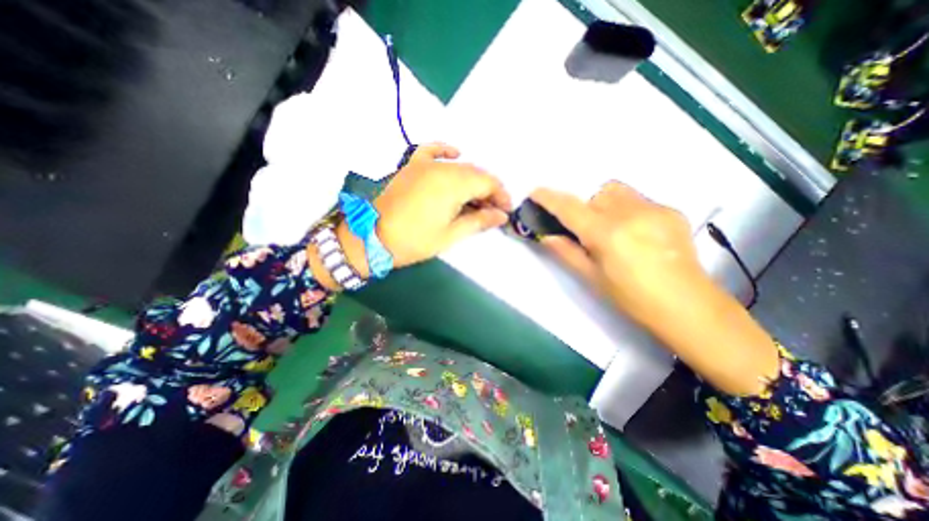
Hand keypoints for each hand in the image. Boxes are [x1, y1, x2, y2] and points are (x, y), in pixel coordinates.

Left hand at [373, 144, 514, 270]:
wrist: (373, 237)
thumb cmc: (415, 241)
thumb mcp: (451, 235)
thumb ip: (478, 221)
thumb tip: (501, 216)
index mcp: (453, 184)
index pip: (487, 182)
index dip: (501, 195)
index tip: (506, 210)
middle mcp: (442, 168)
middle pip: (475, 173)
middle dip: (488, 190)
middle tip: (492, 209)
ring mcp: (424, 164)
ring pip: (458, 166)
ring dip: (472, 179)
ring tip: (476, 198)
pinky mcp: (411, 166)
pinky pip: (432, 150)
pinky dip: (446, 152)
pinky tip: (456, 155)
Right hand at [530, 183, 704, 324]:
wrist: (687, 306)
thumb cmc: (632, 298)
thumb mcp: (592, 277)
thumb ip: (566, 252)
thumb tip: (546, 236)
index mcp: (606, 234)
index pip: (570, 208)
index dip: (549, 198)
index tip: (536, 192)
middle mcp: (629, 213)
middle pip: (595, 195)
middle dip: (584, 208)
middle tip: (587, 231)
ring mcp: (654, 209)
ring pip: (617, 192)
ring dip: (605, 204)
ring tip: (612, 228)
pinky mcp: (671, 211)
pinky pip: (638, 199)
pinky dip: (626, 210)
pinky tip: (636, 233)